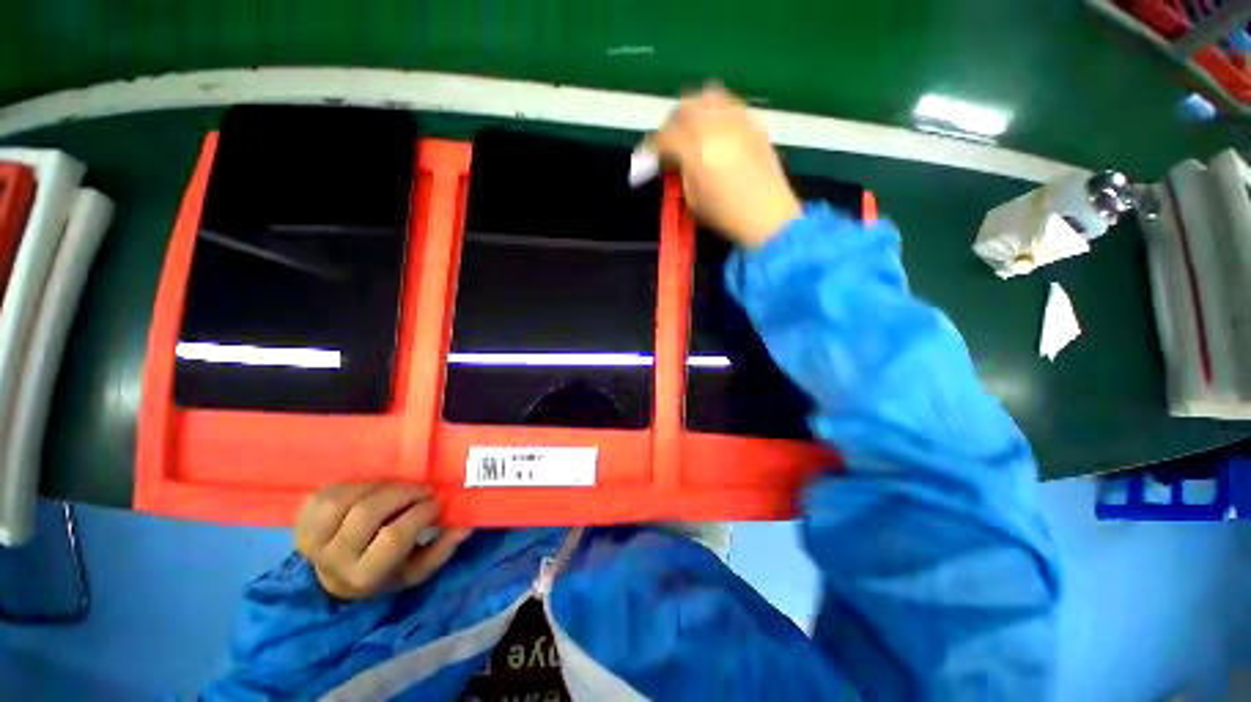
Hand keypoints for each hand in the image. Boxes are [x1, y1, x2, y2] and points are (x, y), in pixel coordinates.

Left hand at [294, 482, 470, 599]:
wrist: (337, 578)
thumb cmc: (386, 572)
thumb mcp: (416, 570)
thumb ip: (441, 549)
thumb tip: (466, 525)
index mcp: (365, 575)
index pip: (394, 537)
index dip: (420, 513)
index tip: (436, 502)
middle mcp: (334, 560)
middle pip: (367, 513)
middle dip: (402, 493)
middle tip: (422, 488)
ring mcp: (311, 541)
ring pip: (342, 500)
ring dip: (376, 486)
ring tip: (396, 486)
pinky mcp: (301, 522)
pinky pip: (326, 493)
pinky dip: (353, 485)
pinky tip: (370, 488)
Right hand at [647, 85, 801, 248]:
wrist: (768, 216)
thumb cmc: (725, 215)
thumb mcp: (692, 200)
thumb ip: (678, 173)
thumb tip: (670, 160)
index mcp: (696, 150)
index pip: (665, 137)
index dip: (650, 148)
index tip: (645, 159)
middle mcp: (716, 126)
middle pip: (684, 107)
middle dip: (670, 124)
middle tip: (667, 143)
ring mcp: (738, 120)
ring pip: (708, 96)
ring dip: (693, 110)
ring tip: (691, 130)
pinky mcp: (754, 122)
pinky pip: (729, 104)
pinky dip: (715, 112)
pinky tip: (715, 131)